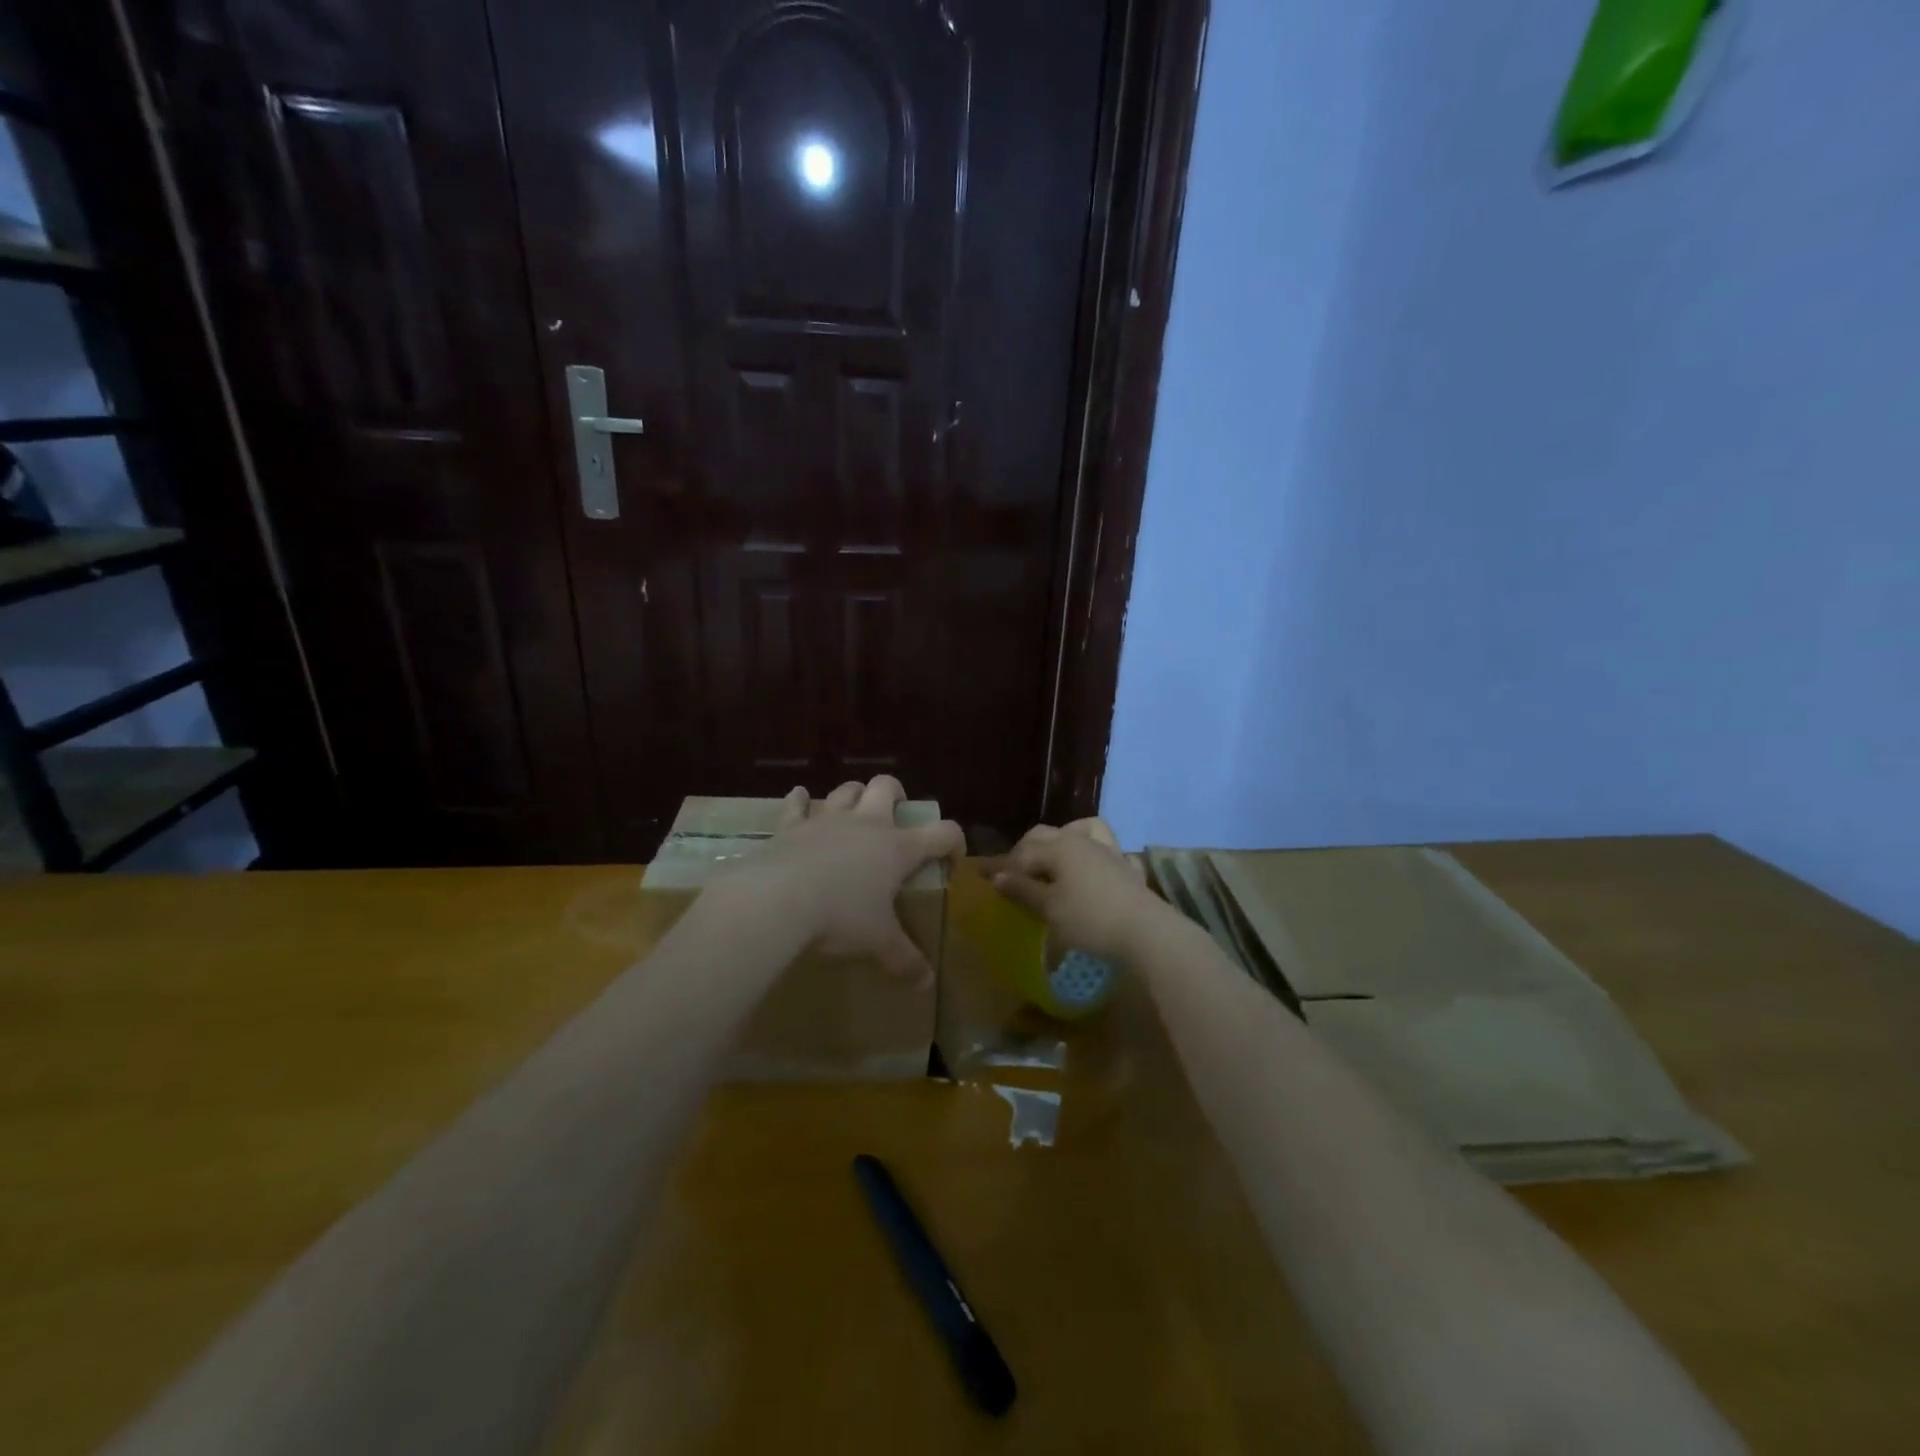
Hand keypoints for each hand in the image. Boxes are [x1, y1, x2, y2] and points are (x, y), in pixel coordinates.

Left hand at [725, 776, 963, 981]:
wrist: (779, 900)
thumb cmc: (841, 916)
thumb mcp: (878, 942)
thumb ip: (905, 959)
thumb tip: (927, 983)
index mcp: (898, 848)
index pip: (943, 832)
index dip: (954, 842)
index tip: (951, 860)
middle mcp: (866, 824)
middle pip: (887, 787)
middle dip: (896, 794)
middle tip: (896, 816)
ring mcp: (827, 820)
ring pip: (846, 791)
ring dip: (853, 795)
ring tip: (854, 810)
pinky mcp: (791, 826)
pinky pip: (796, 804)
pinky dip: (799, 800)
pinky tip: (799, 797)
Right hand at [990, 818, 1167, 961]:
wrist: (1146, 932)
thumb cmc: (1089, 919)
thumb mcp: (1050, 908)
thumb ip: (1023, 890)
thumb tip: (997, 876)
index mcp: (1059, 847)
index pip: (1023, 852)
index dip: (1003, 866)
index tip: (984, 878)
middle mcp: (1082, 841)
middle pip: (1047, 834)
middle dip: (1027, 850)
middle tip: (1015, 874)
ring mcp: (1109, 852)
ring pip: (1084, 829)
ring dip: (1066, 838)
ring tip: (1056, 858)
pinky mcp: (1128, 869)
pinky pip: (1112, 852)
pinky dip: (1100, 856)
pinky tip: (1097, 870)